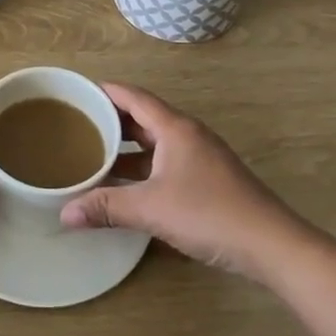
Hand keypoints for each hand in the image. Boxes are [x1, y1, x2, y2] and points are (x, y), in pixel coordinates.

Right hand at [59, 82, 302, 276]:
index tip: (79, 93)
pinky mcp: (209, 179)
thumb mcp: (151, 209)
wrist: (271, 244)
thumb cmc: (209, 214)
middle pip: (144, 117)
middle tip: (79, 126)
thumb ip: (106, 208)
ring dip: (128, 147)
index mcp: (175, 128)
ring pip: (156, 141)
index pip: (134, 97)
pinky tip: (128, 185)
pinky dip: (144, 165)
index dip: (106, 91)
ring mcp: (201, 157)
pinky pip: (166, 160)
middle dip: (112, 120)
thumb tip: (64, 214)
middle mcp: (188, 135)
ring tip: (96, 155)